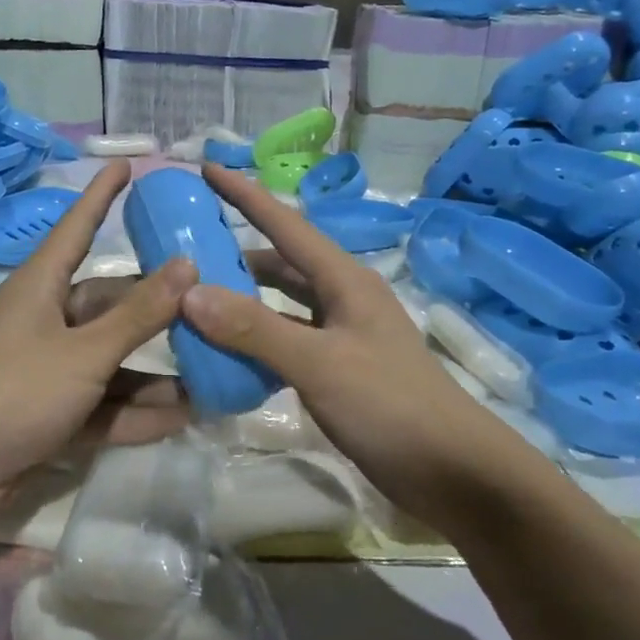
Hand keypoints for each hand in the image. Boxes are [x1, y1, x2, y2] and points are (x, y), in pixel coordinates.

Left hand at [0, 161, 197, 518]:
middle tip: (213, 306)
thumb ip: (138, 315)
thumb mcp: (84, 351)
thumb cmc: (13, 391)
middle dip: (158, 310)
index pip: (78, 226)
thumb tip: (187, 265)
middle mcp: (46, 321)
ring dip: (156, 372)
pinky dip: (136, 411)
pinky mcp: (51, 414)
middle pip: (110, 304)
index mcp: (42, 287)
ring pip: (113, 361)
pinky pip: (103, 404)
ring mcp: (48, 370)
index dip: (102, 195)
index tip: (127, 163)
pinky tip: (183, 417)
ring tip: (213, 371)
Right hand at [179, 166, 549, 527]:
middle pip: (281, 262)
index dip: (245, 195)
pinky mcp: (338, 369)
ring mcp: (342, 335)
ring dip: (244, 298)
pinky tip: (227, 352)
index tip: (206, 168)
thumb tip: (190, 293)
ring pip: (282, 303)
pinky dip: (256, 340)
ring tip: (195, 298)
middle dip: (236, 251)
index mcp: (344, 280)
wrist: (453, 471)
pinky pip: (286, 340)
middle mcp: (343, 298)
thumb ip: (254, 329)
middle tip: (186, 247)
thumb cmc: (390, 405)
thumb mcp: (319, 364)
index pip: (285, 225)